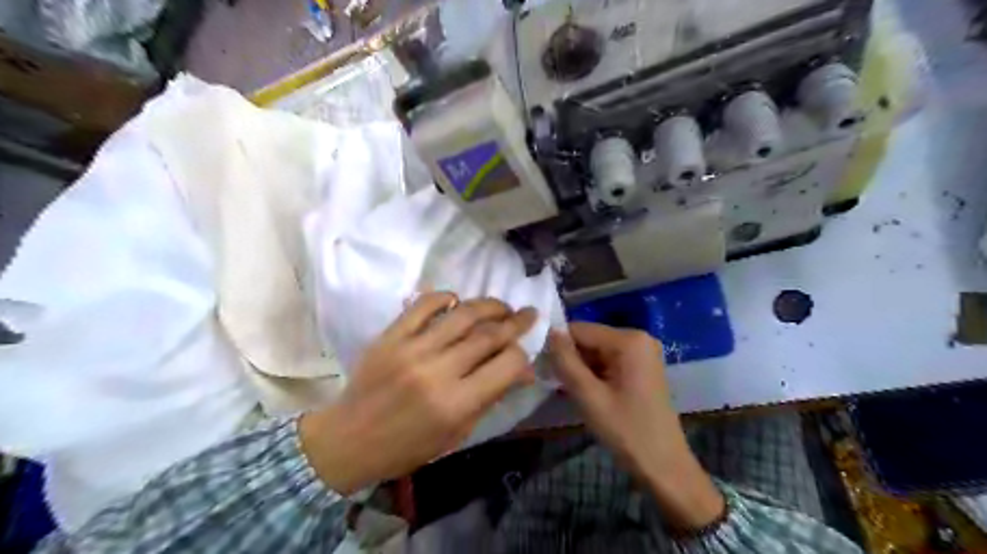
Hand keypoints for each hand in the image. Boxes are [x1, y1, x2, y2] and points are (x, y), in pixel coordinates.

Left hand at [298, 293, 535, 496]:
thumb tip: (523, 371)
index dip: (523, 355)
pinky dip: (445, 297)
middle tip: (528, 314)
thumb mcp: (457, 433)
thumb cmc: (408, 446)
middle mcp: (438, 371)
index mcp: (457, 404)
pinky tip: (457, 301)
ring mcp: (412, 349)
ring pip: (462, 314)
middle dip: (515, 322)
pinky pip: (423, 305)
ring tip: (502, 306)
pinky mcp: (391, 336)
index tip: (526, 349)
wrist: (349, 439)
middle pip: (488, 335)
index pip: (506, 364)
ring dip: (489, 305)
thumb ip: (491, 398)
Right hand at [548, 323, 722, 529]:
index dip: (558, 345)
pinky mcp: (642, 367)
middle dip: (571, 358)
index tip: (543, 367)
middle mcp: (638, 338)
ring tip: (570, 391)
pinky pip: (609, 361)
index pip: (580, 329)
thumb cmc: (627, 431)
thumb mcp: (589, 396)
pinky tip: (587, 393)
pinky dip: (594, 374)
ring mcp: (643, 353)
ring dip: (581, 368)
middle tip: (556, 383)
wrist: (665, 467)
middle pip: (590, 339)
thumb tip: (550, 332)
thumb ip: (566, 361)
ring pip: (597, 351)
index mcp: (629, 340)